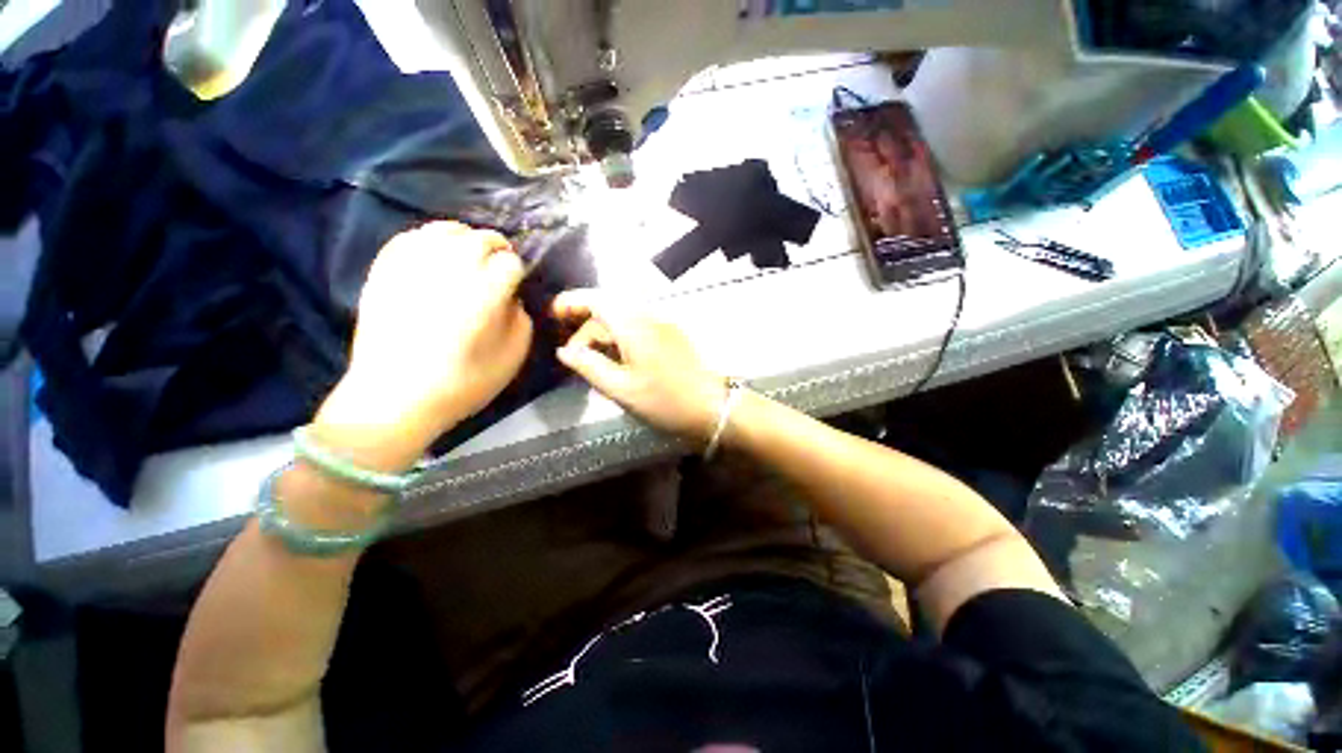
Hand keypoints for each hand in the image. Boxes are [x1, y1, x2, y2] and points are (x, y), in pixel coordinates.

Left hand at [320, 222, 532, 441]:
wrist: (394, 398)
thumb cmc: (463, 383)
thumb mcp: (512, 358)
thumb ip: (521, 321)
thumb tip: (511, 298)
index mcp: (485, 295)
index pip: (510, 263)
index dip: (517, 273)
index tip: (516, 285)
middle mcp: (450, 271)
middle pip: (481, 239)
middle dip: (497, 247)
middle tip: (499, 263)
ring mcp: (413, 267)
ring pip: (445, 230)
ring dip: (465, 237)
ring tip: (469, 254)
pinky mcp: (385, 271)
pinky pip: (410, 237)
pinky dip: (429, 239)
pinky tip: (435, 253)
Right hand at [552, 290, 725, 443]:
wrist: (713, 406)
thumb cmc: (666, 401)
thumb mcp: (622, 389)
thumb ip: (590, 366)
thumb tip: (565, 351)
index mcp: (634, 325)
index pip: (597, 299)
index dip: (572, 302)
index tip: (553, 314)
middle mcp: (649, 316)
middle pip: (609, 308)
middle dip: (586, 325)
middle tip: (573, 353)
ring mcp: (663, 324)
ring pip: (624, 317)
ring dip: (604, 331)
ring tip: (593, 358)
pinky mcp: (672, 334)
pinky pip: (638, 326)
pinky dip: (621, 336)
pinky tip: (618, 358)